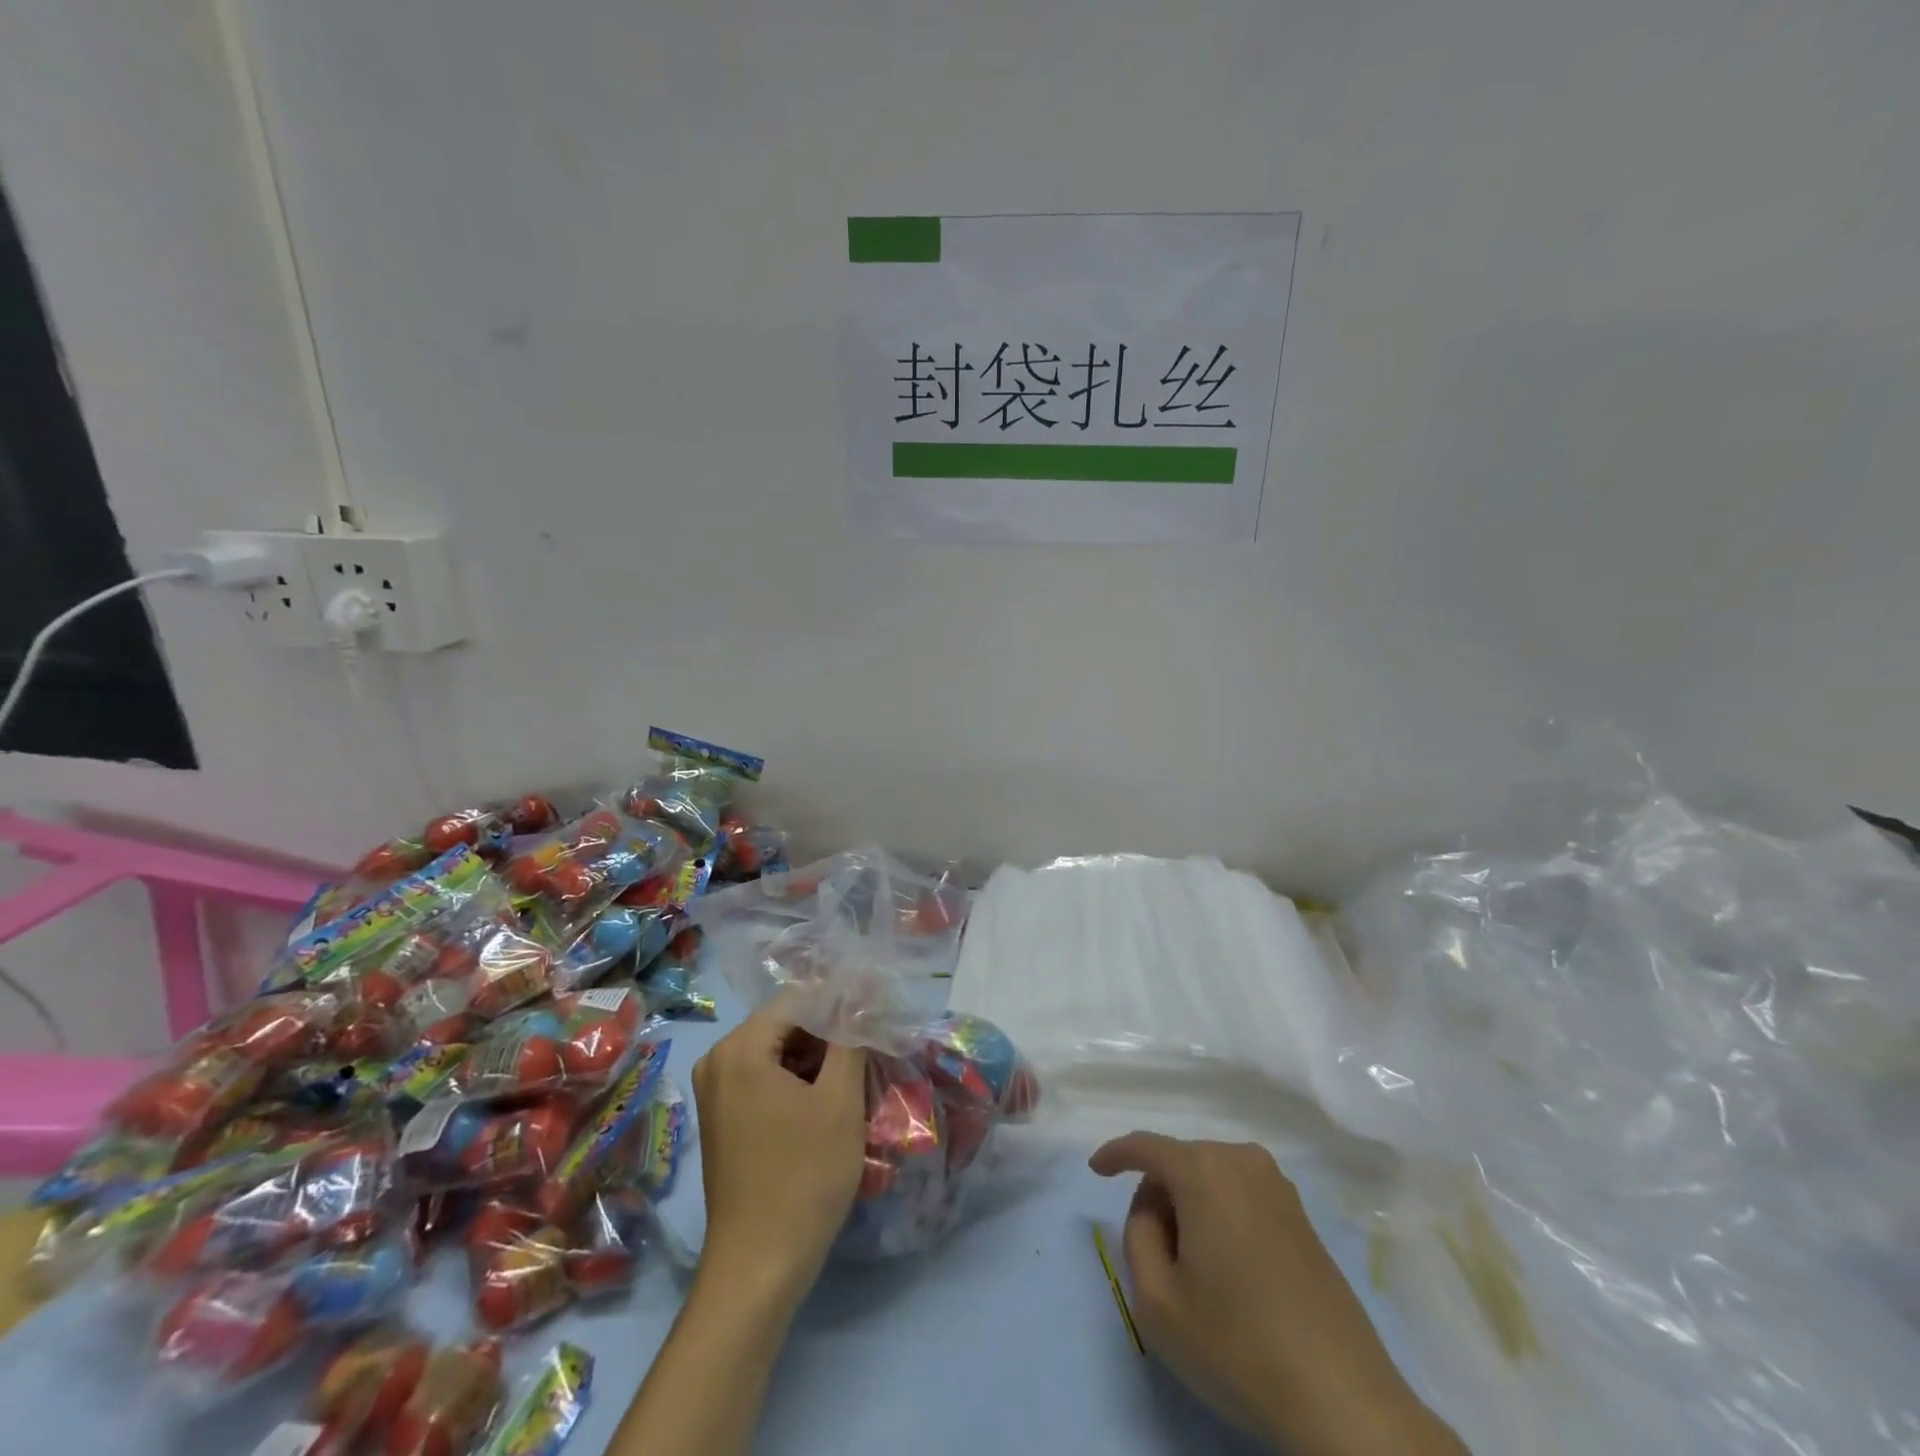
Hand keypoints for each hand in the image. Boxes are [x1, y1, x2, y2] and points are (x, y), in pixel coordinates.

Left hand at [692, 995, 867, 1308]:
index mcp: (740, 1048)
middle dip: (831, 1031)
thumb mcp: (840, 1100)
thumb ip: (851, 1036)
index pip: (799, 999)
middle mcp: (719, 1060)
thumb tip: (863, 990)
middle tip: (874, 1044)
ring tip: (860, 1071)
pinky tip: (832, 1099)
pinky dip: (799, 1080)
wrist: (759, 1269)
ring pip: (779, 1051)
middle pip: (786, 1024)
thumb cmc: (804, 1178)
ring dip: (819, 1057)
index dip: (842, 1001)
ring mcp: (717, 1090)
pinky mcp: (724, 1117)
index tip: (879, 1012)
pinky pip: (766, 1077)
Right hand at [1090, 1133, 1463, 1455]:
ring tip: (1194, 1268)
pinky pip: (1242, 1195)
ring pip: (1212, 1178)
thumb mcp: (1156, 1300)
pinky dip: (1222, 1215)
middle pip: (1180, 1163)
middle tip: (1154, 1253)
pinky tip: (1229, 1268)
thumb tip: (1153, 1207)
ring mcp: (1278, 1185)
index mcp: (1203, 1170)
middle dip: (1158, 1195)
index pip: (1146, 1146)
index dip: (1115, 1154)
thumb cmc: (1237, 1344)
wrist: (1342, 1398)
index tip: (1095, 1169)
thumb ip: (1137, 1236)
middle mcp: (1241, 1160)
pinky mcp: (1302, 1215)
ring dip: (1191, 1207)